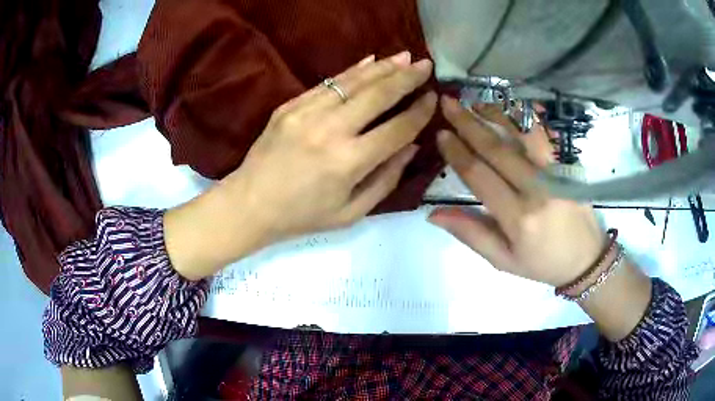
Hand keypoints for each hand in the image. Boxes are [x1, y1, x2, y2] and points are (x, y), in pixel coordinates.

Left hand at [222, 52, 435, 238]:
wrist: (250, 204)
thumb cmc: (302, 216)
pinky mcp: (290, 106)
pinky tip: (369, 61)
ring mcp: (307, 113)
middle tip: (426, 65)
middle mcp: (331, 130)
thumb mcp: (351, 212)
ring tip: (404, 57)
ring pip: (353, 82)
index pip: (397, 128)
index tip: (433, 98)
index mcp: (349, 162)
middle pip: (378, 95)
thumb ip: (386, 179)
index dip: (419, 112)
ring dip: (382, 67)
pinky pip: (327, 83)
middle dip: (407, 77)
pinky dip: (351, 72)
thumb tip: (412, 147)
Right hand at [429, 97, 605, 286]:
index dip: (457, 152)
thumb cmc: (542, 264)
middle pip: (496, 149)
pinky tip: (510, 109)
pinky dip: (524, 119)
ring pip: (520, 135)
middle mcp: (536, 190)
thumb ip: (471, 234)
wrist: (586, 259)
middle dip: (468, 123)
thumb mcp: (503, 260)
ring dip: (495, 114)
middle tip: (448, 103)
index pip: (479, 176)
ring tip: (474, 101)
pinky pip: (542, 137)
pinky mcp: (566, 167)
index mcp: (517, 217)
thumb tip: (433, 213)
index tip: (441, 134)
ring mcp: (554, 174)